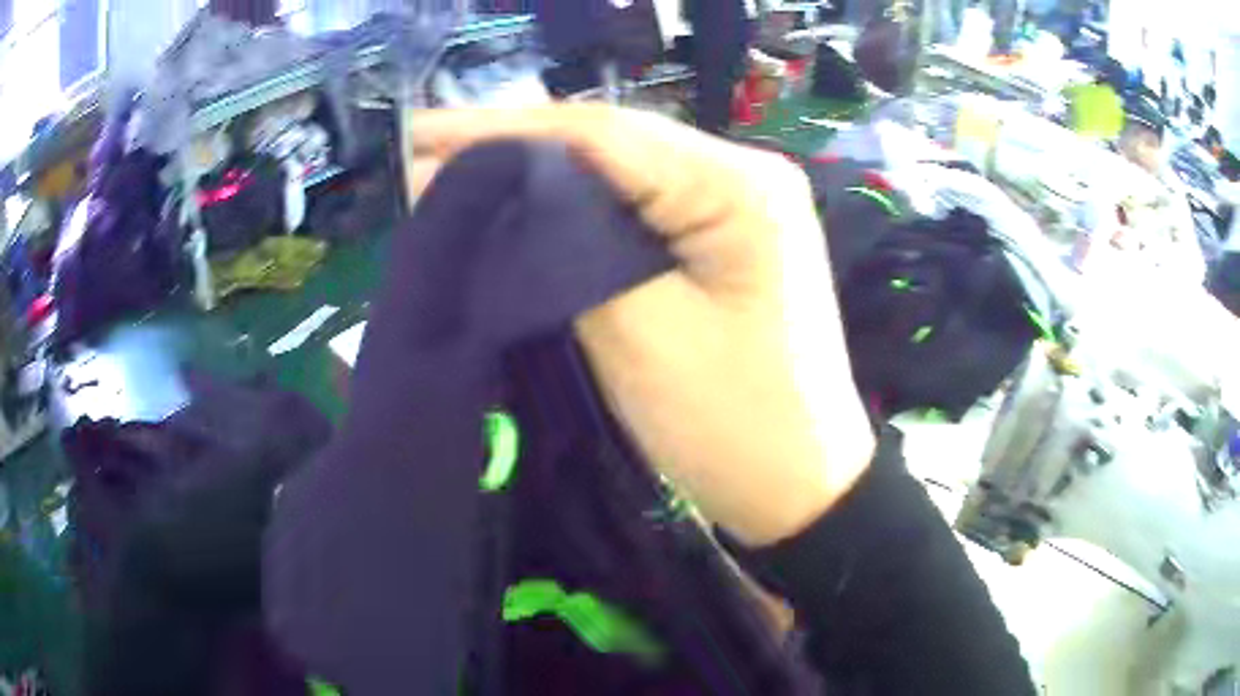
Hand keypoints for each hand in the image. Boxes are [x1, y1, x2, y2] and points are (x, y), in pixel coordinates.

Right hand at [408, 104, 874, 546]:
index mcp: (741, 186)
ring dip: (537, 171)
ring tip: (454, 168)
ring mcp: (737, 202)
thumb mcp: (641, 334)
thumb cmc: (734, 426)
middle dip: (512, 144)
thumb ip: (564, 248)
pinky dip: (572, 204)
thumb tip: (492, 192)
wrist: (800, 485)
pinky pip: (635, 204)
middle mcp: (744, 173)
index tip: (420, 135)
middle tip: (425, 149)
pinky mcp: (722, 235)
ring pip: (618, 170)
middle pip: (611, 143)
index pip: (602, 135)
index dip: (501, 131)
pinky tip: (521, 201)